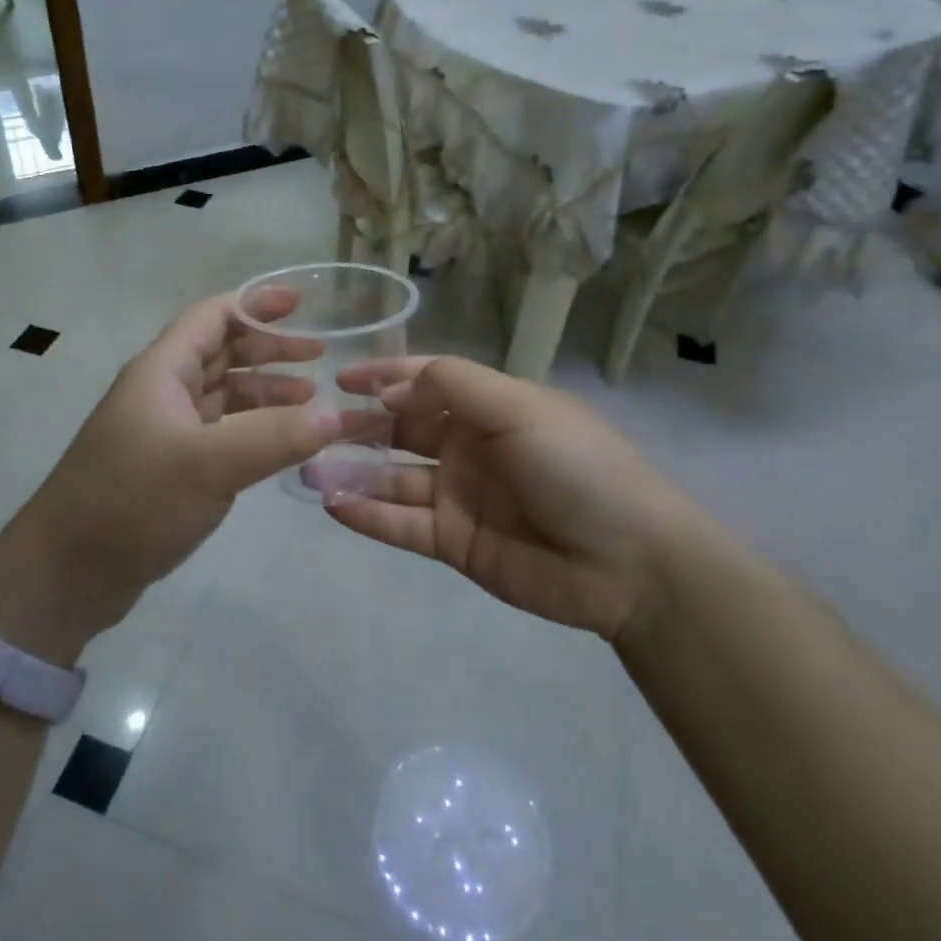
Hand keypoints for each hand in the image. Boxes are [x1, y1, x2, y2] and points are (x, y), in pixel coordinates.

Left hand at [0, 291, 337, 663]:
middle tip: (320, 356)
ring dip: (265, 391)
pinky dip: (252, 429)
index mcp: (161, 371)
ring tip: (311, 399)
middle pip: (221, 353)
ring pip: (222, 395)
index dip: (257, 304)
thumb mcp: (209, 464)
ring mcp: (163, 432)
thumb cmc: (132, 503)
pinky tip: (280, 445)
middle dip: (270, 349)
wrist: (66, 573)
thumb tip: (336, 415)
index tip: (303, 303)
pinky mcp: (168, 468)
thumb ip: (276, 436)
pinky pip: (219, 433)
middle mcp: (161, 392)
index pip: (213, 317)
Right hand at [327, 356, 711, 640]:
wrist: (630, 563)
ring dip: (354, 472)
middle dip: (361, 425)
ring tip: (310, 467)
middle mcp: (470, 448)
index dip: (387, 377)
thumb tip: (393, 386)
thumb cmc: (577, 467)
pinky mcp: (454, 542)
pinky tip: (333, 505)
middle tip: (314, 426)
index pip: (429, 383)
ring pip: (394, 478)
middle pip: (403, 430)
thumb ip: (455, 387)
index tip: (342, 378)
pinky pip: (402, 524)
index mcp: (492, 409)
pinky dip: (368, 515)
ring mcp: (460, 497)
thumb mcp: (521, 408)